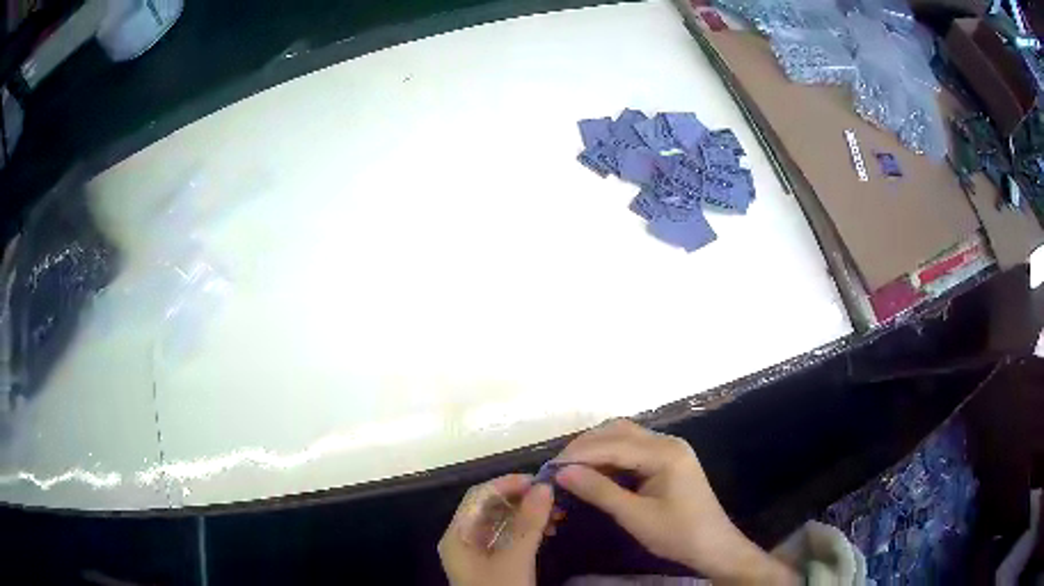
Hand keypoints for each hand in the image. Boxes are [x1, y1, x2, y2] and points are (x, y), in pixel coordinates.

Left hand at [439, 474, 552, 585]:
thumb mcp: (514, 558)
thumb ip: (528, 523)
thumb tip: (545, 486)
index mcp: (457, 534)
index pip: (478, 496)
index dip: (507, 484)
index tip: (540, 481)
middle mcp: (463, 540)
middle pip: (490, 507)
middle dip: (522, 500)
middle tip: (554, 498)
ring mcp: (477, 554)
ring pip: (502, 523)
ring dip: (528, 516)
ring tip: (557, 515)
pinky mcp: (492, 565)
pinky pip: (508, 538)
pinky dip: (528, 531)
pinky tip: (548, 531)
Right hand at [554, 420, 798, 584]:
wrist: (713, 546)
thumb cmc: (678, 534)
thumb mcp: (635, 516)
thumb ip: (599, 491)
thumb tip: (562, 472)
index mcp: (665, 453)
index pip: (613, 444)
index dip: (578, 454)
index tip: (549, 467)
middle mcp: (667, 443)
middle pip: (618, 432)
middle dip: (585, 446)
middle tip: (557, 466)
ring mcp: (669, 450)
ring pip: (624, 438)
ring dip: (596, 449)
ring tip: (570, 468)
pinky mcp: (667, 461)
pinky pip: (633, 450)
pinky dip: (610, 457)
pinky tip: (594, 471)